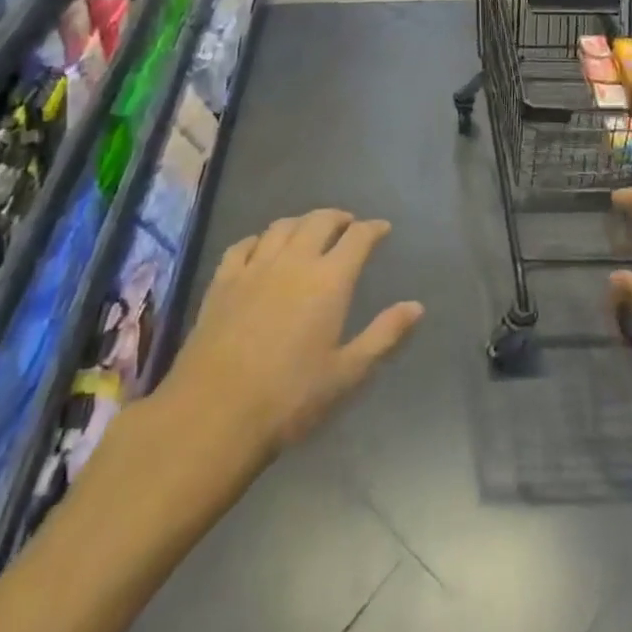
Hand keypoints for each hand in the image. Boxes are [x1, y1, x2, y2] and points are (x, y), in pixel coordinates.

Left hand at [160, 209, 423, 460]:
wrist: (214, 414)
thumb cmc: (290, 398)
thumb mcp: (347, 373)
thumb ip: (384, 335)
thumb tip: (416, 306)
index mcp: (329, 280)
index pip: (358, 238)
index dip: (373, 229)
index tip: (382, 229)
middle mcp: (294, 261)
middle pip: (319, 220)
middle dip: (338, 217)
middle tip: (348, 225)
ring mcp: (254, 267)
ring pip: (282, 226)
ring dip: (302, 222)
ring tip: (310, 230)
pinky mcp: (223, 281)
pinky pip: (244, 244)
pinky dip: (260, 238)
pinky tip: (261, 247)